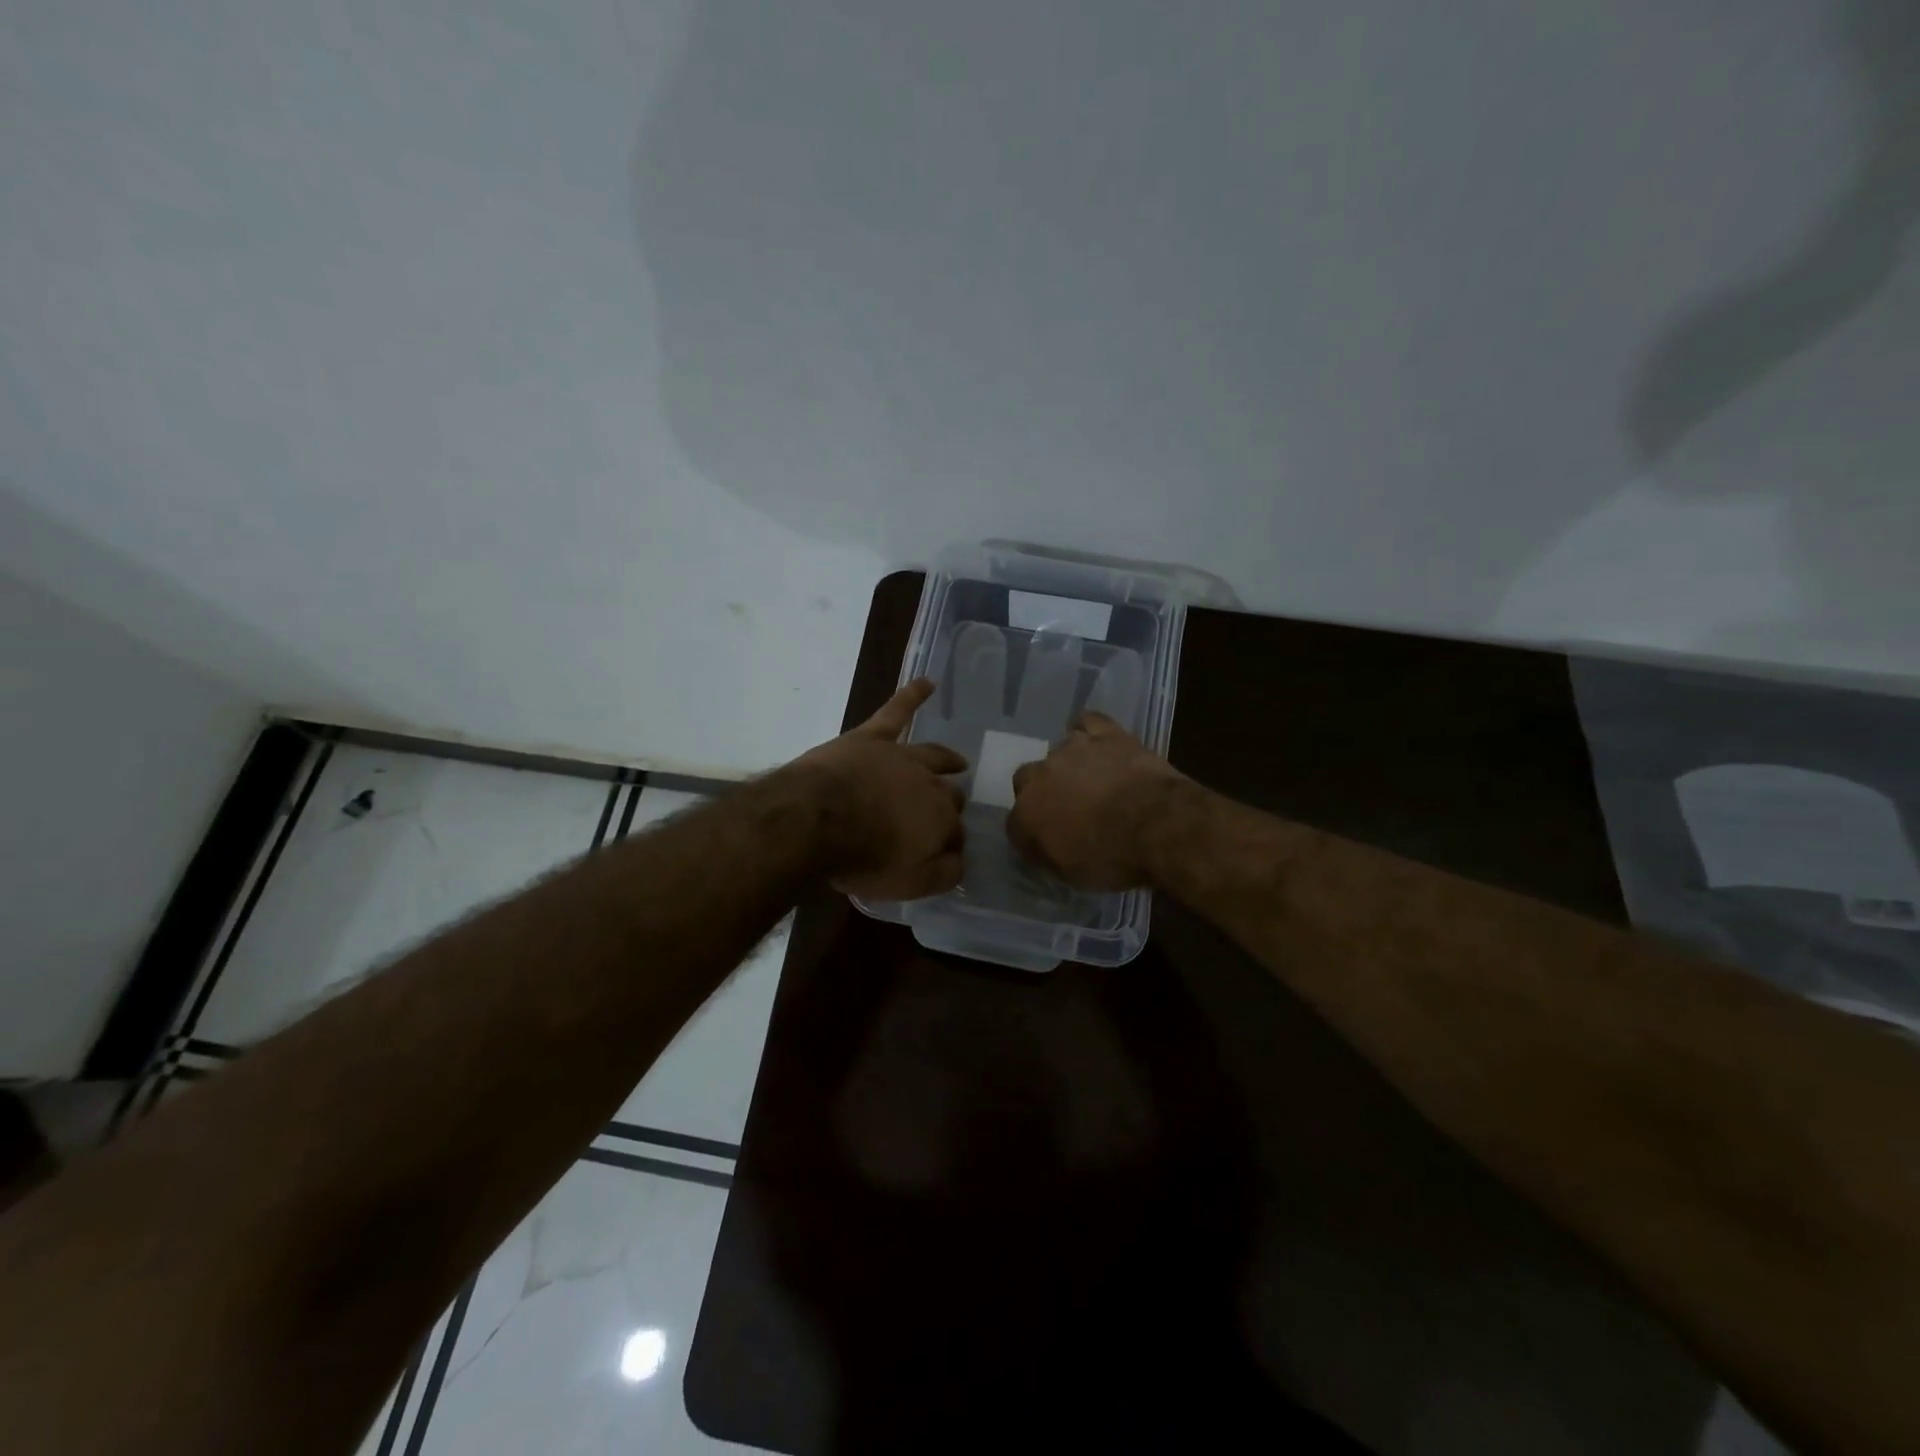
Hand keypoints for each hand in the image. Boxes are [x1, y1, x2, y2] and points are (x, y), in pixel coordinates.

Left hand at [793, 679, 967, 899]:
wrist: (817, 819)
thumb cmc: (863, 857)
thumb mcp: (910, 883)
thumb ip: (943, 873)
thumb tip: (960, 860)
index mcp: (942, 820)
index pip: (955, 833)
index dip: (949, 844)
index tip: (942, 854)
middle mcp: (930, 784)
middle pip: (948, 794)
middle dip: (950, 805)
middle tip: (945, 813)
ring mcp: (901, 757)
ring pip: (933, 756)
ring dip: (948, 760)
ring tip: (958, 761)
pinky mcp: (872, 738)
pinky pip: (896, 711)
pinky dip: (912, 695)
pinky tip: (926, 682)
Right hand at [1006, 713, 1191, 890]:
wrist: (1158, 825)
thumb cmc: (1113, 858)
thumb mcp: (1073, 874)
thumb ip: (1049, 854)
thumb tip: (1043, 846)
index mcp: (1026, 814)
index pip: (1015, 824)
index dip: (1030, 835)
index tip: (1046, 845)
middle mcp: (1040, 775)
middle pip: (1026, 780)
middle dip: (1041, 793)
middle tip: (1066, 809)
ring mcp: (1072, 749)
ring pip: (1057, 751)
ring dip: (1067, 766)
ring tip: (1090, 780)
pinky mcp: (1105, 734)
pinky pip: (1088, 722)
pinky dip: (1089, 731)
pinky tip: (1097, 743)